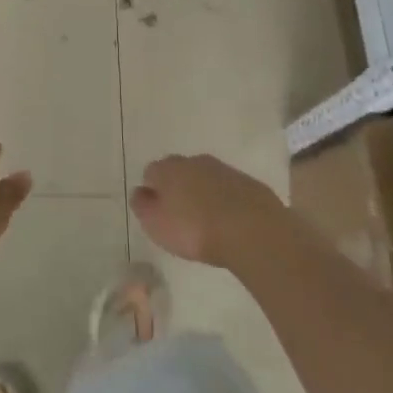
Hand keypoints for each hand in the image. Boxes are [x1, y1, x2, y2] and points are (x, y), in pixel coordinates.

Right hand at [131, 153, 286, 269]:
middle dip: (178, 189)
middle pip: (179, 172)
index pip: (151, 173)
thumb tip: (140, 192)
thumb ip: (143, 206)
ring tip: (207, 223)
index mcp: (168, 168)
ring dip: (203, 194)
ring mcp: (224, 169)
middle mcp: (194, 161)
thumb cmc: (195, 230)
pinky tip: (230, 222)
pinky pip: (229, 190)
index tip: (158, 213)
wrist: (252, 230)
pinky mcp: (249, 183)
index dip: (152, 193)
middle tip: (181, 217)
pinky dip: (226, 201)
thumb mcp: (156, 225)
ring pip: (206, 178)